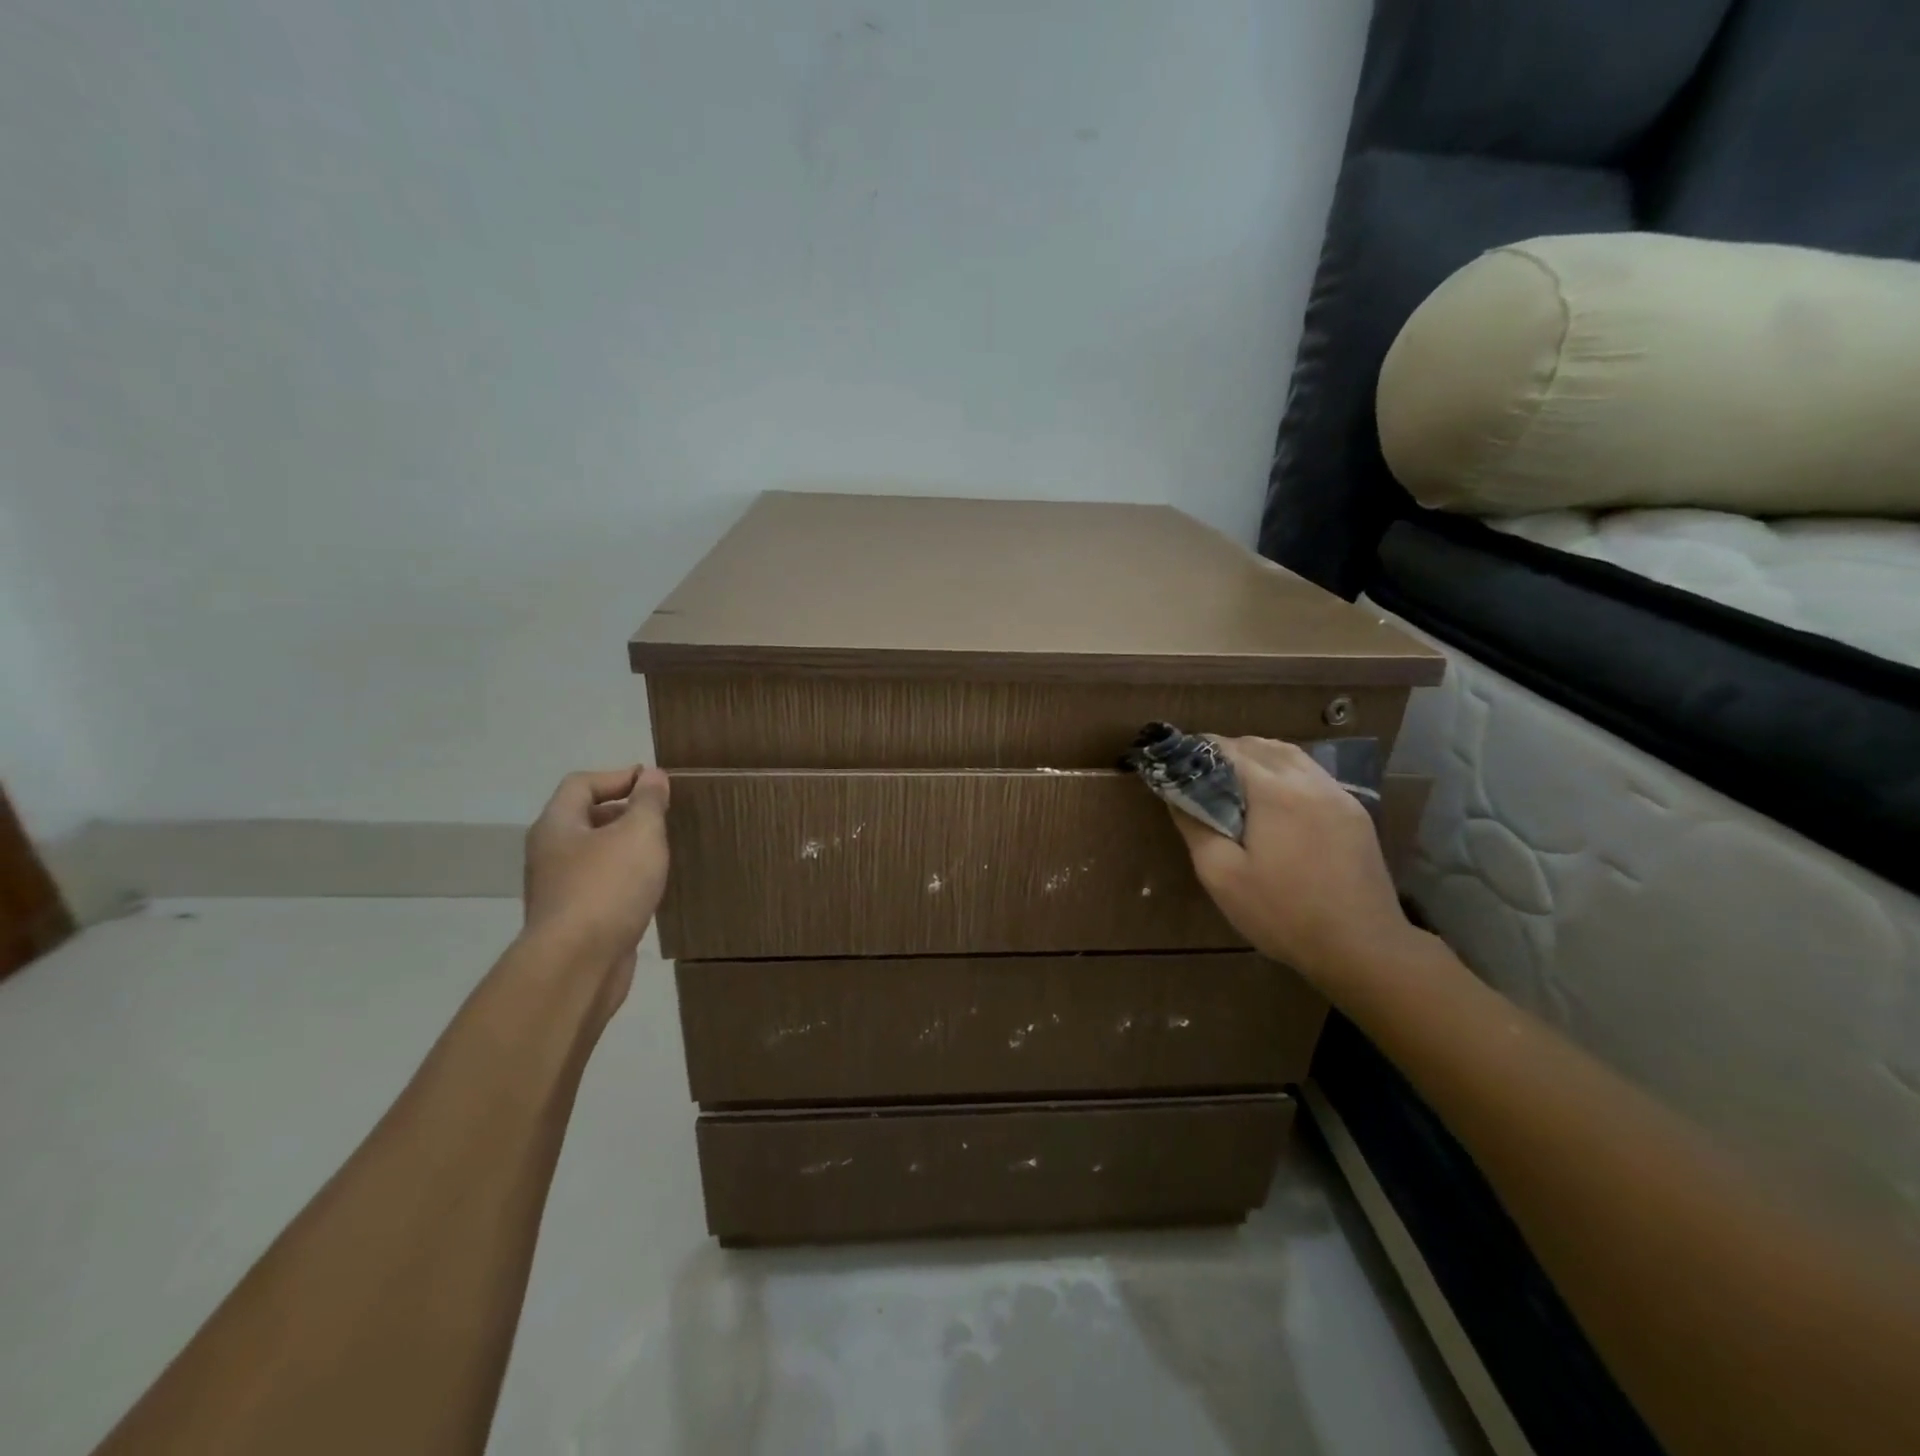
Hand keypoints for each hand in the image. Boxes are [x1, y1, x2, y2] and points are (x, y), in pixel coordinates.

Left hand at [523, 767, 670, 980]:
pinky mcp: (574, 920)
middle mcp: (550, 853)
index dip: (619, 776)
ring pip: (595, 855)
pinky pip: (601, 886)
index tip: (656, 784)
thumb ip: (649, 802)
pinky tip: (649, 888)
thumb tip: (652, 776)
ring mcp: (559, 889)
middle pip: (586, 818)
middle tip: (663, 816)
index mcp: (558, 826)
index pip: (582, 783)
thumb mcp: (639, 833)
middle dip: (624, 812)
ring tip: (661, 851)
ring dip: (626, 848)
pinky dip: (624, 879)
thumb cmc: (607, 888)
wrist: (577, 966)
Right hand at [1168, 737, 1414, 990]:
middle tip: (1200, 773)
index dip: (1198, 749)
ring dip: (1258, 757)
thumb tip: (1175, 795)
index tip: (1176, 761)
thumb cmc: (1282, 913)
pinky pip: (1312, 774)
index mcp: (1274, 791)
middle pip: (1261, 745)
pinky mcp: (1354, 812)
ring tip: (1234, 779)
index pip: (1229, 749)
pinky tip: (1274, 798)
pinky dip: (1284, 771)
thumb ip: (1195, 827)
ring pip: (1290, 755)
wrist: (1362, 947)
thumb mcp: (1221, 876)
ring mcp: (1337, 794)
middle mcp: (1308, 781)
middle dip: (1227, 750)